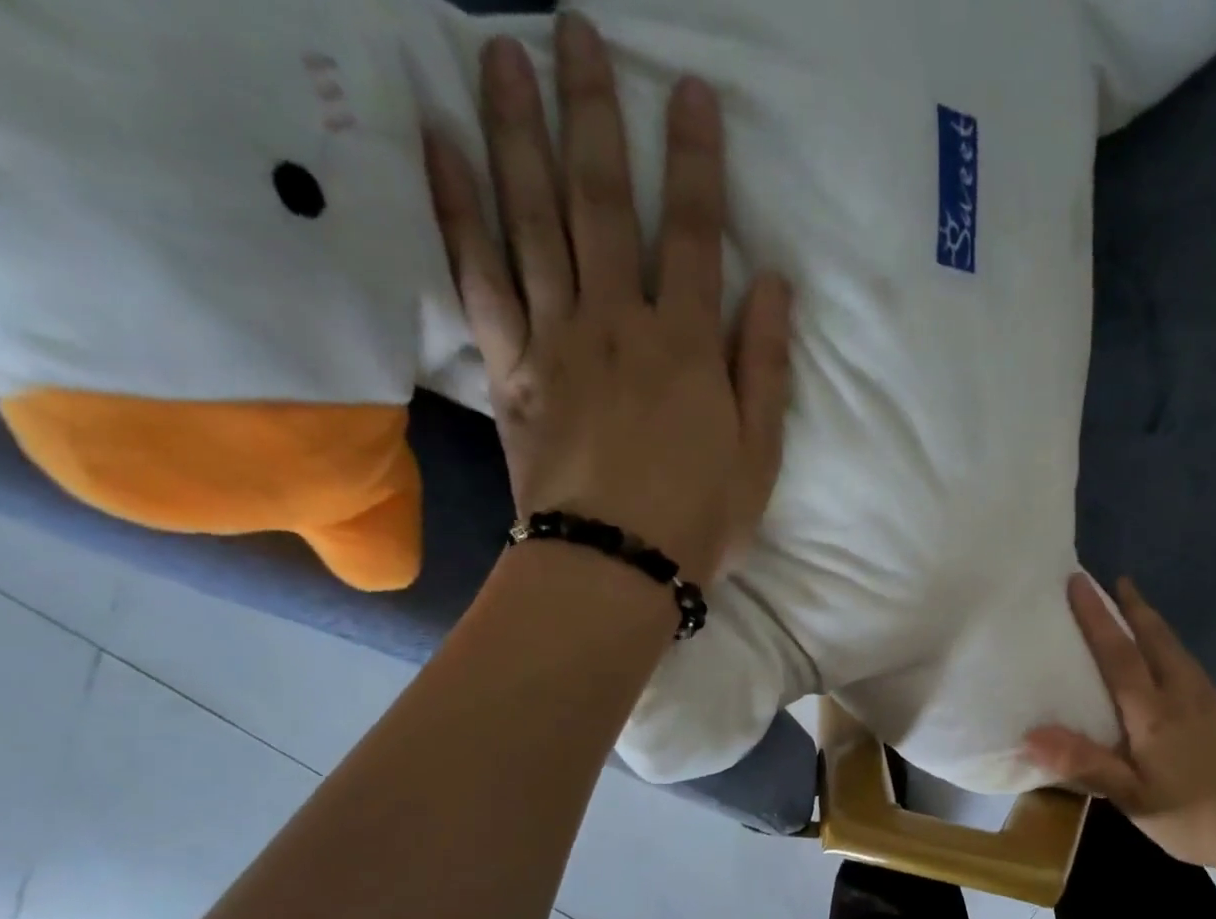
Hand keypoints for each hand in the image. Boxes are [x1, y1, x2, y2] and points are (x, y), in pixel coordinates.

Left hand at [425, 15, 792, 582]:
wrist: (614, 567)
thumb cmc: (699, 520)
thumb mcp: (759, 457)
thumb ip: (766, 369)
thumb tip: (774, 285)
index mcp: (688, 347)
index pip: (695, 235)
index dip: (695, 161)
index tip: (688, 90)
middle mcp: (618, 322)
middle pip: (602, 203)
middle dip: (592, 112)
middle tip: (572, 28)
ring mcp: (556, 339)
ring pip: (532, 219)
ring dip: (516, 131)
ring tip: (500, 54)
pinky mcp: (509, 367)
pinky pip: (477, 276)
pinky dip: (456, 209)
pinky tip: (441, 147)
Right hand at [1024, 575, 1215, 869]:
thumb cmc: (1196, 816)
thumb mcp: (1133, 799)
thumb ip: (1085, 765)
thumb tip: (1030, 736)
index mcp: (1154, 713)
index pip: (1119, 654)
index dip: (1097, 617)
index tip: (1080, 581)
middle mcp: (1185, 697)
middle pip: (1158, 640)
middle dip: (1135, 608)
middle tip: (1119, 582)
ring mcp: (1215, 704)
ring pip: (1180, 654)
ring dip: (1157, 628)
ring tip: (1142, 618)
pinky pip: (1195, 673)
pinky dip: (1175, 656)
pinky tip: (1176, 675)